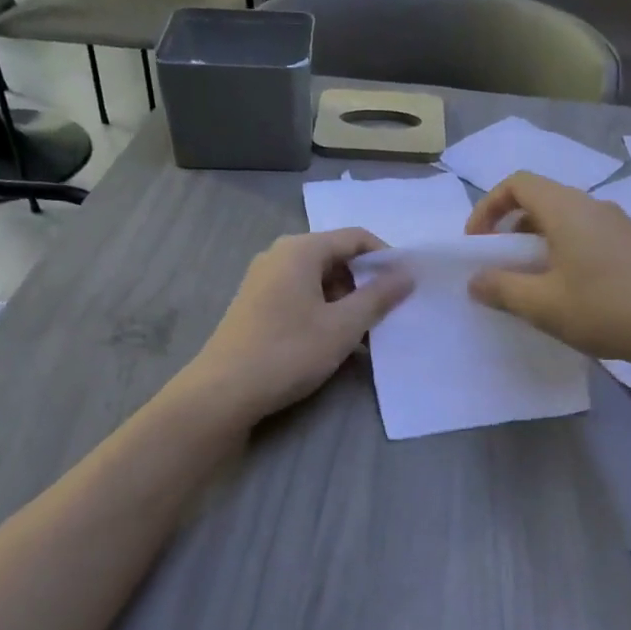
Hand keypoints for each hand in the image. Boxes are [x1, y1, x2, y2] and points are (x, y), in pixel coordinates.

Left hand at [180, 229, 412, 423]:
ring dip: (346, 303)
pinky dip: (323, 313)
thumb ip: (378, 297)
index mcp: (300, 250)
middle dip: (365, 284)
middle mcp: (279, 255)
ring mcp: (263, 280)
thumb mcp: (343, 326)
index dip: (386, 258)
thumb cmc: (289, 352)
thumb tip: (407, 274)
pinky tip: (333, 344)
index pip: (356, 237)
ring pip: (319, 281)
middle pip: (336, 258)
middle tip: (384, 317)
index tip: (406, 287)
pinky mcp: (256, 304)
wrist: (223, 392)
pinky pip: (301, 297)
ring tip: (362, 338)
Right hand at [464, 173, 630, 366]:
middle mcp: (592, 206)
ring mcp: (617, 224)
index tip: (478, 245)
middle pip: (539, 201)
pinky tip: (566, 293)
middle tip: (499, 268)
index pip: (517, 183)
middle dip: (510, 230)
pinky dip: (562, 253)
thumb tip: (475, 279)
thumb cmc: (607, 309)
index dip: (488, 208)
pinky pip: (584, 236)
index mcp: (567, 209)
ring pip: (563, 221)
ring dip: (536, 245)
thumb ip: (502, 289)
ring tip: (529, 285)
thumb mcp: (544, 305)